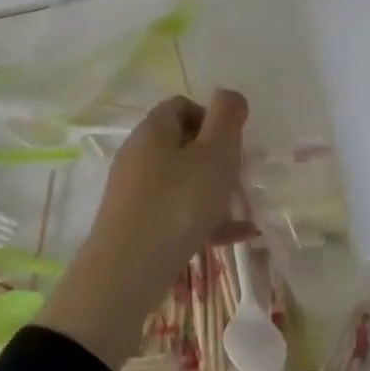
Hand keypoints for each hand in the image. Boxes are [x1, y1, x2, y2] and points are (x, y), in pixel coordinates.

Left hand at [38, 91, 250, 369]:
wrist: (126, 274)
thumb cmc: (177, 205)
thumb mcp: (214, 155)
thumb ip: (227, 118)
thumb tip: (230, 96)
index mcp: (153, 130)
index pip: (183, 105)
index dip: (212, 118)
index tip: (233, 144)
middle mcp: (138, 155)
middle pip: (183, 144)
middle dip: (217, 159)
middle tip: (240, 178)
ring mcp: (134, 193)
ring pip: (182, 181)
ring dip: (214, 192)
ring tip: (243, 212)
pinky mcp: (135, 225)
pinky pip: (176, 213)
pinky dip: (204, 220)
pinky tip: (234, 237)